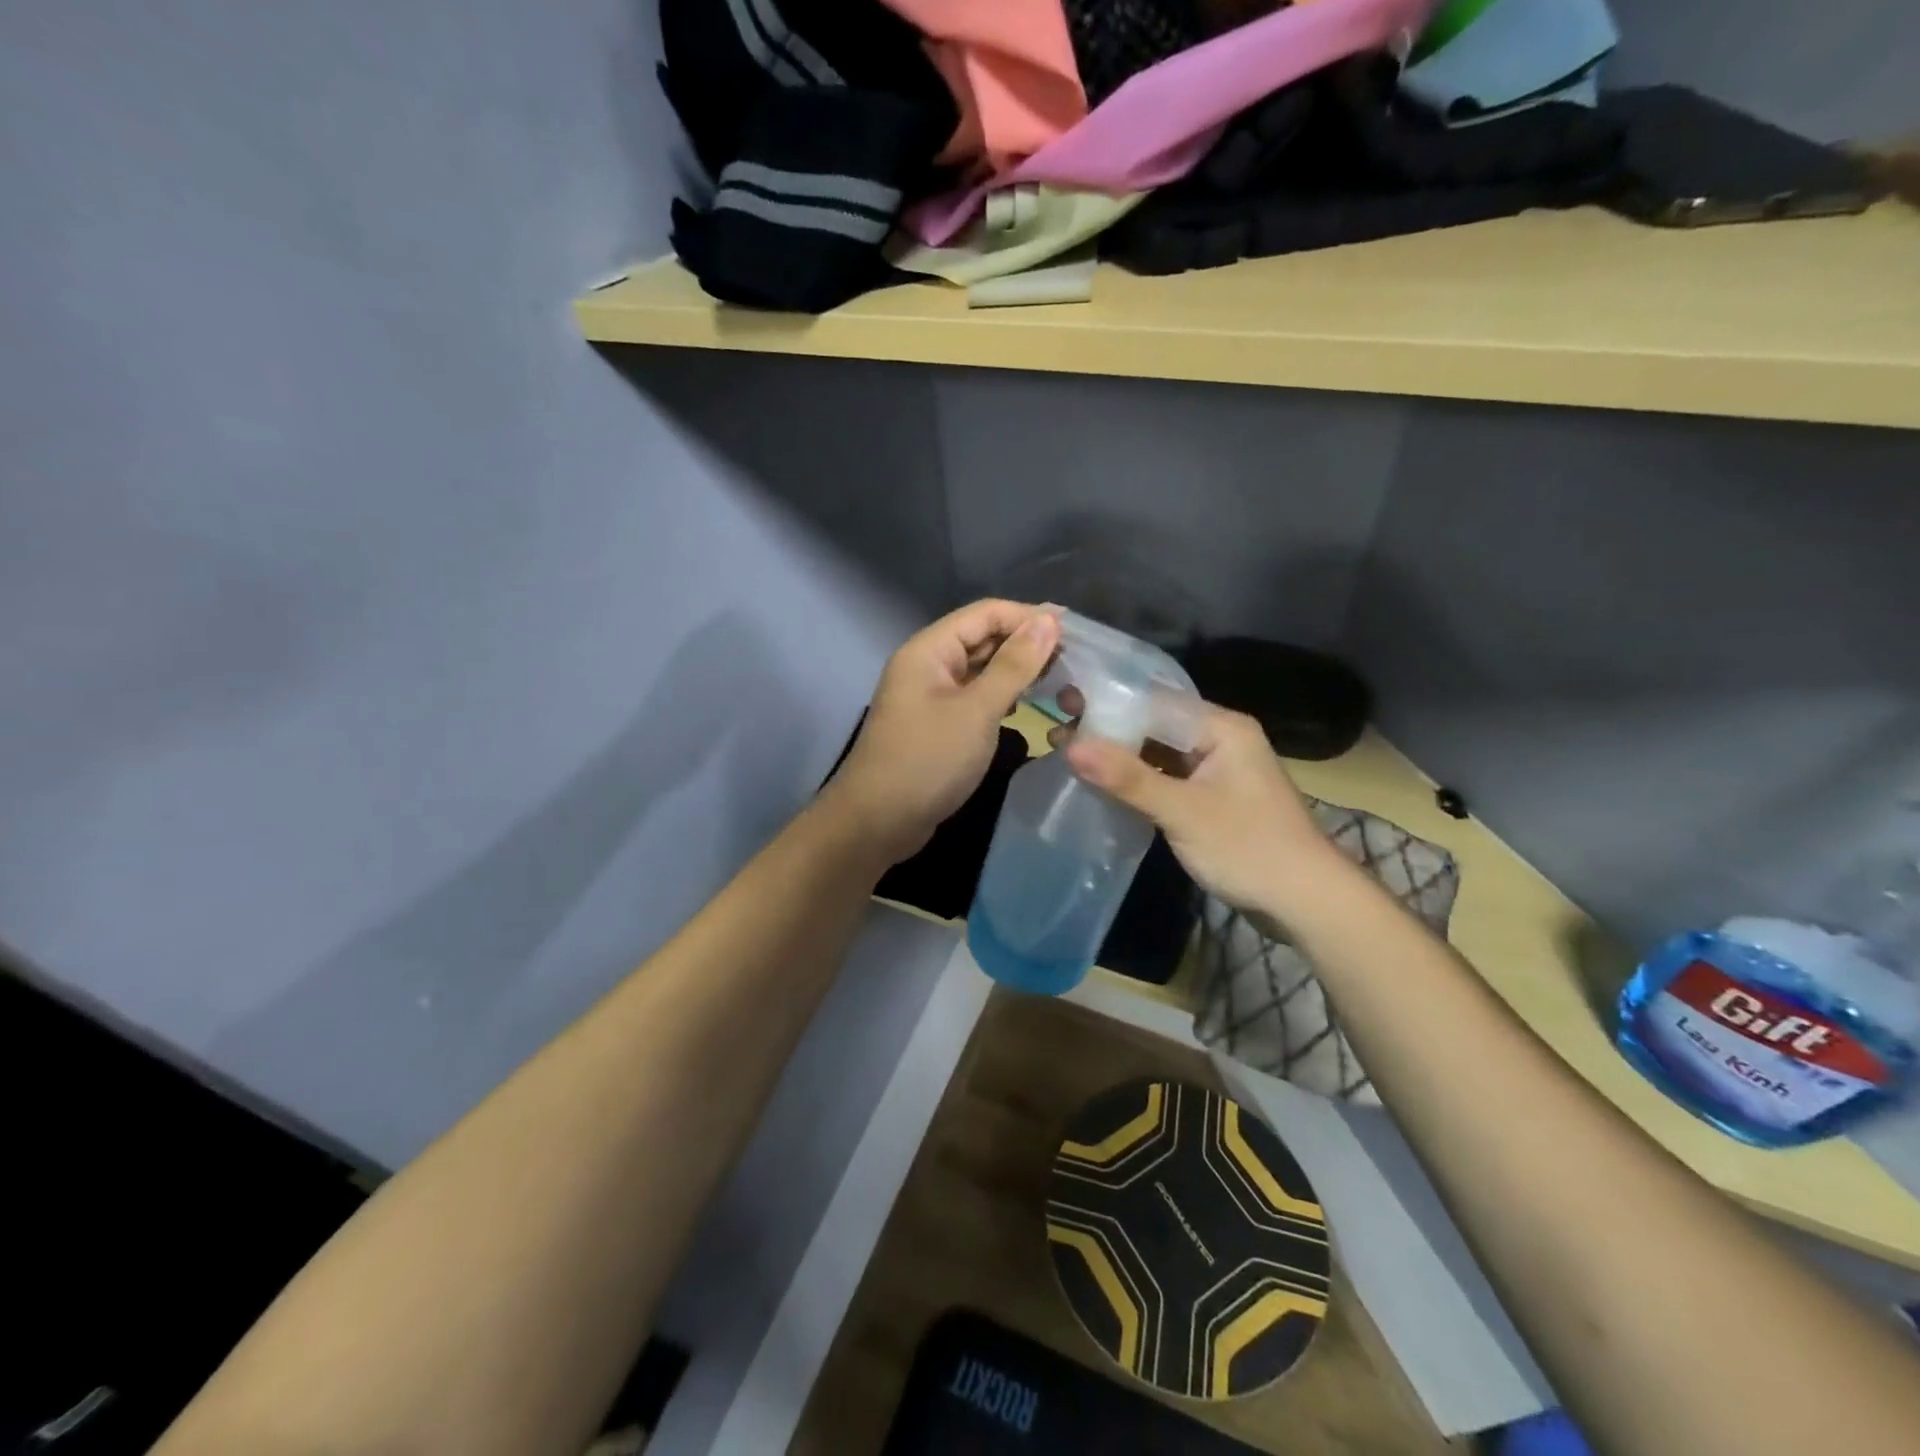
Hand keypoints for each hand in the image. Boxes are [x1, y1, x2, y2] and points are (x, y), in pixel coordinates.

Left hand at [825, 600, 1060, 865]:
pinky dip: (1003, 697)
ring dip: (1018, 672)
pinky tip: (1030, 706)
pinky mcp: (938, 724)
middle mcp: (928, 664)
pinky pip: (975, 698)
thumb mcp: (977, 710)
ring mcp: (931, 696)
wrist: (879, 821)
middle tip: (1075, 660)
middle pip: (983, 639)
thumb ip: (1014, 665)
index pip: (986, 613)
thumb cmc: (928, 759)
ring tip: (1062, 680)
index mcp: (930, 649)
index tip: (1074, 632)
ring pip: (981, 670)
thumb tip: (1049, 621)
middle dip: (1026, 644)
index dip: (1029, 617)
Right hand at [1062, 703, 1341, 916]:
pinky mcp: (1213, 796)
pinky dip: (1137, 778)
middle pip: (1154, 723)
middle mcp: (1220, 738)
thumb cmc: (1249, 848)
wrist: (1308, 902)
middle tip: (1057, 728)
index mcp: (1220, 727)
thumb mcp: (1183, 812)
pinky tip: (1103, 783)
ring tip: (1069, 753)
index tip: (1062, 701)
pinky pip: (1167, 775)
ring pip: (1158, 750)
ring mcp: (1217, 768)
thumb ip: (1127, 777)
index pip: (1153, 700)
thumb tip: (1070, 745)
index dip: (1106, 700)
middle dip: (1108, 727)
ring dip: (1119, 754)